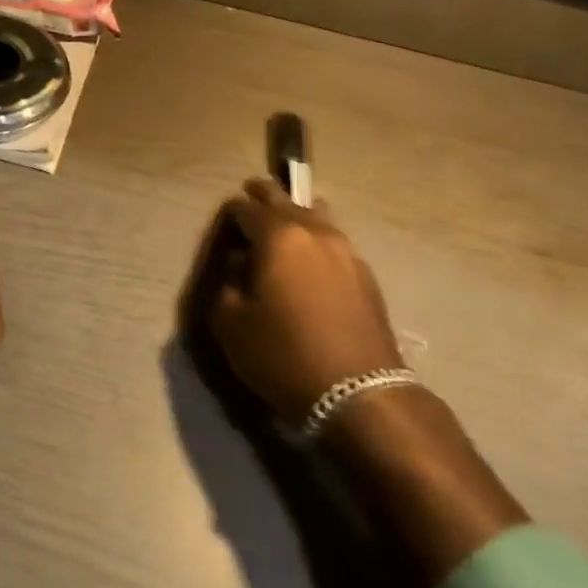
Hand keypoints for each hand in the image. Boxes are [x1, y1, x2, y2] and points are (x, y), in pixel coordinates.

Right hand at [206, 178, 404, 424]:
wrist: (359, 393)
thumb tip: (239, 264)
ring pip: (316, 214)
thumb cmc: (284, 355)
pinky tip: (311, 260)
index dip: (229, 212)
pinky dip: (316, 240)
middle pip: (284, 199)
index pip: (245, 208)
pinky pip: (333, 241)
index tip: (223, 225)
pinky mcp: (365, 273)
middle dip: (263, 196)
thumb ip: (226, 283)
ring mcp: (345, 250)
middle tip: (250, 194)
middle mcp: (314, 231)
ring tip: (284, 225)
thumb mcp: (230, 324)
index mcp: (278, 236)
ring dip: (296, 214)